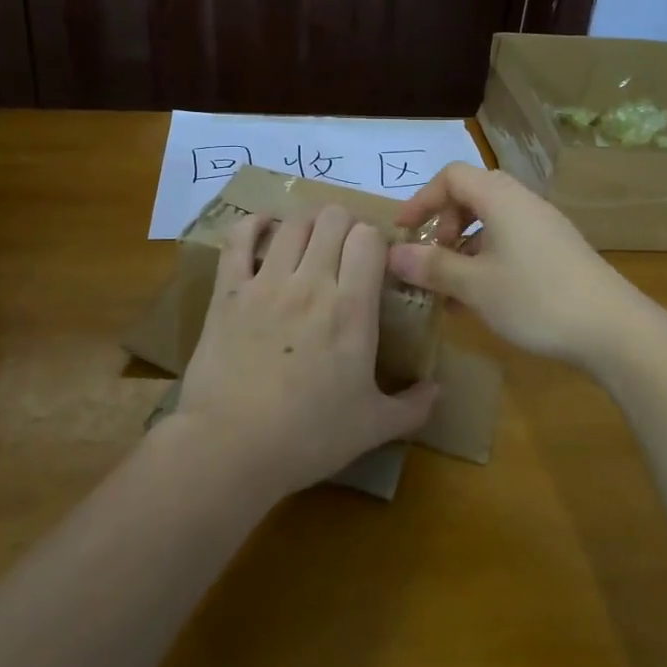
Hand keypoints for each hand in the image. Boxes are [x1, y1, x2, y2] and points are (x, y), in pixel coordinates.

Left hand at [169, 205, 438, 498]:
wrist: (231, 448)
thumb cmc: (308, 437)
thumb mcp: (373, 428)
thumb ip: (413, 407)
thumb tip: (438, 389)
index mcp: (352, 309)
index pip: (369, 239)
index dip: (374, 240)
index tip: (375, 260)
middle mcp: (311, 283)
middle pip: (332, 219)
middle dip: (344, 224)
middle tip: (343, 249)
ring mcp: (266, 283)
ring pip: (292, 223)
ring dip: (306, 223)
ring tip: (309, 240)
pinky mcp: (228, 292)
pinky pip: (238, 240)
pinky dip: (252, 225)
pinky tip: (263, 228)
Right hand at [388, 163, 648, 369]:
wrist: (614, 330)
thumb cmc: (536, 299)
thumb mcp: (475, 285)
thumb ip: (433, 266)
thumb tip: (394, 254)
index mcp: (501, 199)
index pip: (451, 177)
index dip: (422, 199)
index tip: (403, 232)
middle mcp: (523, 203)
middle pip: (472, 196)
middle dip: (443, 224)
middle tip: (431, 259)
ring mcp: (544, 227)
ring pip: (491, 223)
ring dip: (464, 248)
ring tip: (449, 289)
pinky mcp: (558, 252)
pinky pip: (511, 242)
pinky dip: (487, 261)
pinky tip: (481, 300)